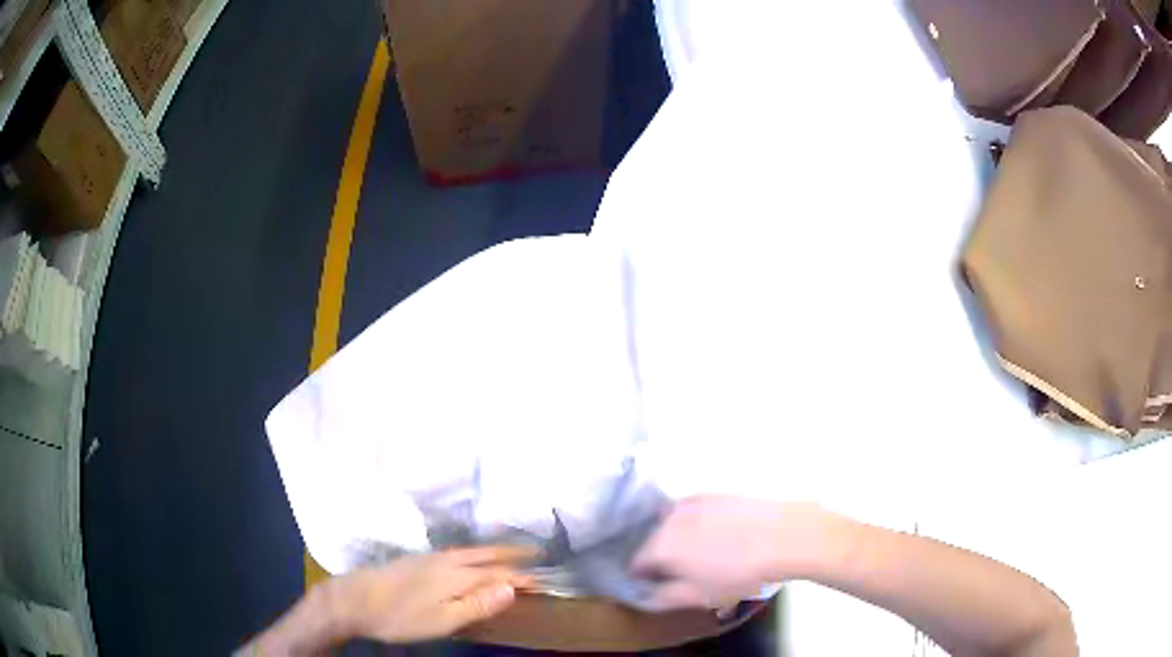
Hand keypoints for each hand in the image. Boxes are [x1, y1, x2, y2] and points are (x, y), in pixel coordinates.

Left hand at [328, 546, 535, 643]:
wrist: (354, 599)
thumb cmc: (401, 616)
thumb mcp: (442, 620)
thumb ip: (477, 604)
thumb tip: (512, 587)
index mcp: (456, 575)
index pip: (498, 573)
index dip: (521, 577)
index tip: (543, 579)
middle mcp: (446, 561)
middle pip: (485, 555)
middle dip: (512, 554)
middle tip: (536, 551)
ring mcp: (429, 558)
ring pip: (470, 550)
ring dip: (494, 551)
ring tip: (510, 552)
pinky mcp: (416, 560)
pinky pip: (456, 552)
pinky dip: (474, 552)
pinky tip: (468, 557)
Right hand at [632, 496, 843, 610]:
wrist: (784, 537)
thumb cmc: (740, 574)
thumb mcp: (699, 597)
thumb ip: (664, 597)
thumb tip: (647, 594)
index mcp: (660, 548)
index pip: (636, 563)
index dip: (644, 577)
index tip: (659, 584)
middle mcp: (669, 520)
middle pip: (652, 541)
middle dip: (661, 557)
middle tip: (684, 572)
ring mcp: (691, 503)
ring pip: (671, 525)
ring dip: (678, 539)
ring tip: (705, 554)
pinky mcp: (712, 494)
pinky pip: (692, 512)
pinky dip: (696, 524)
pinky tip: (719, 535)